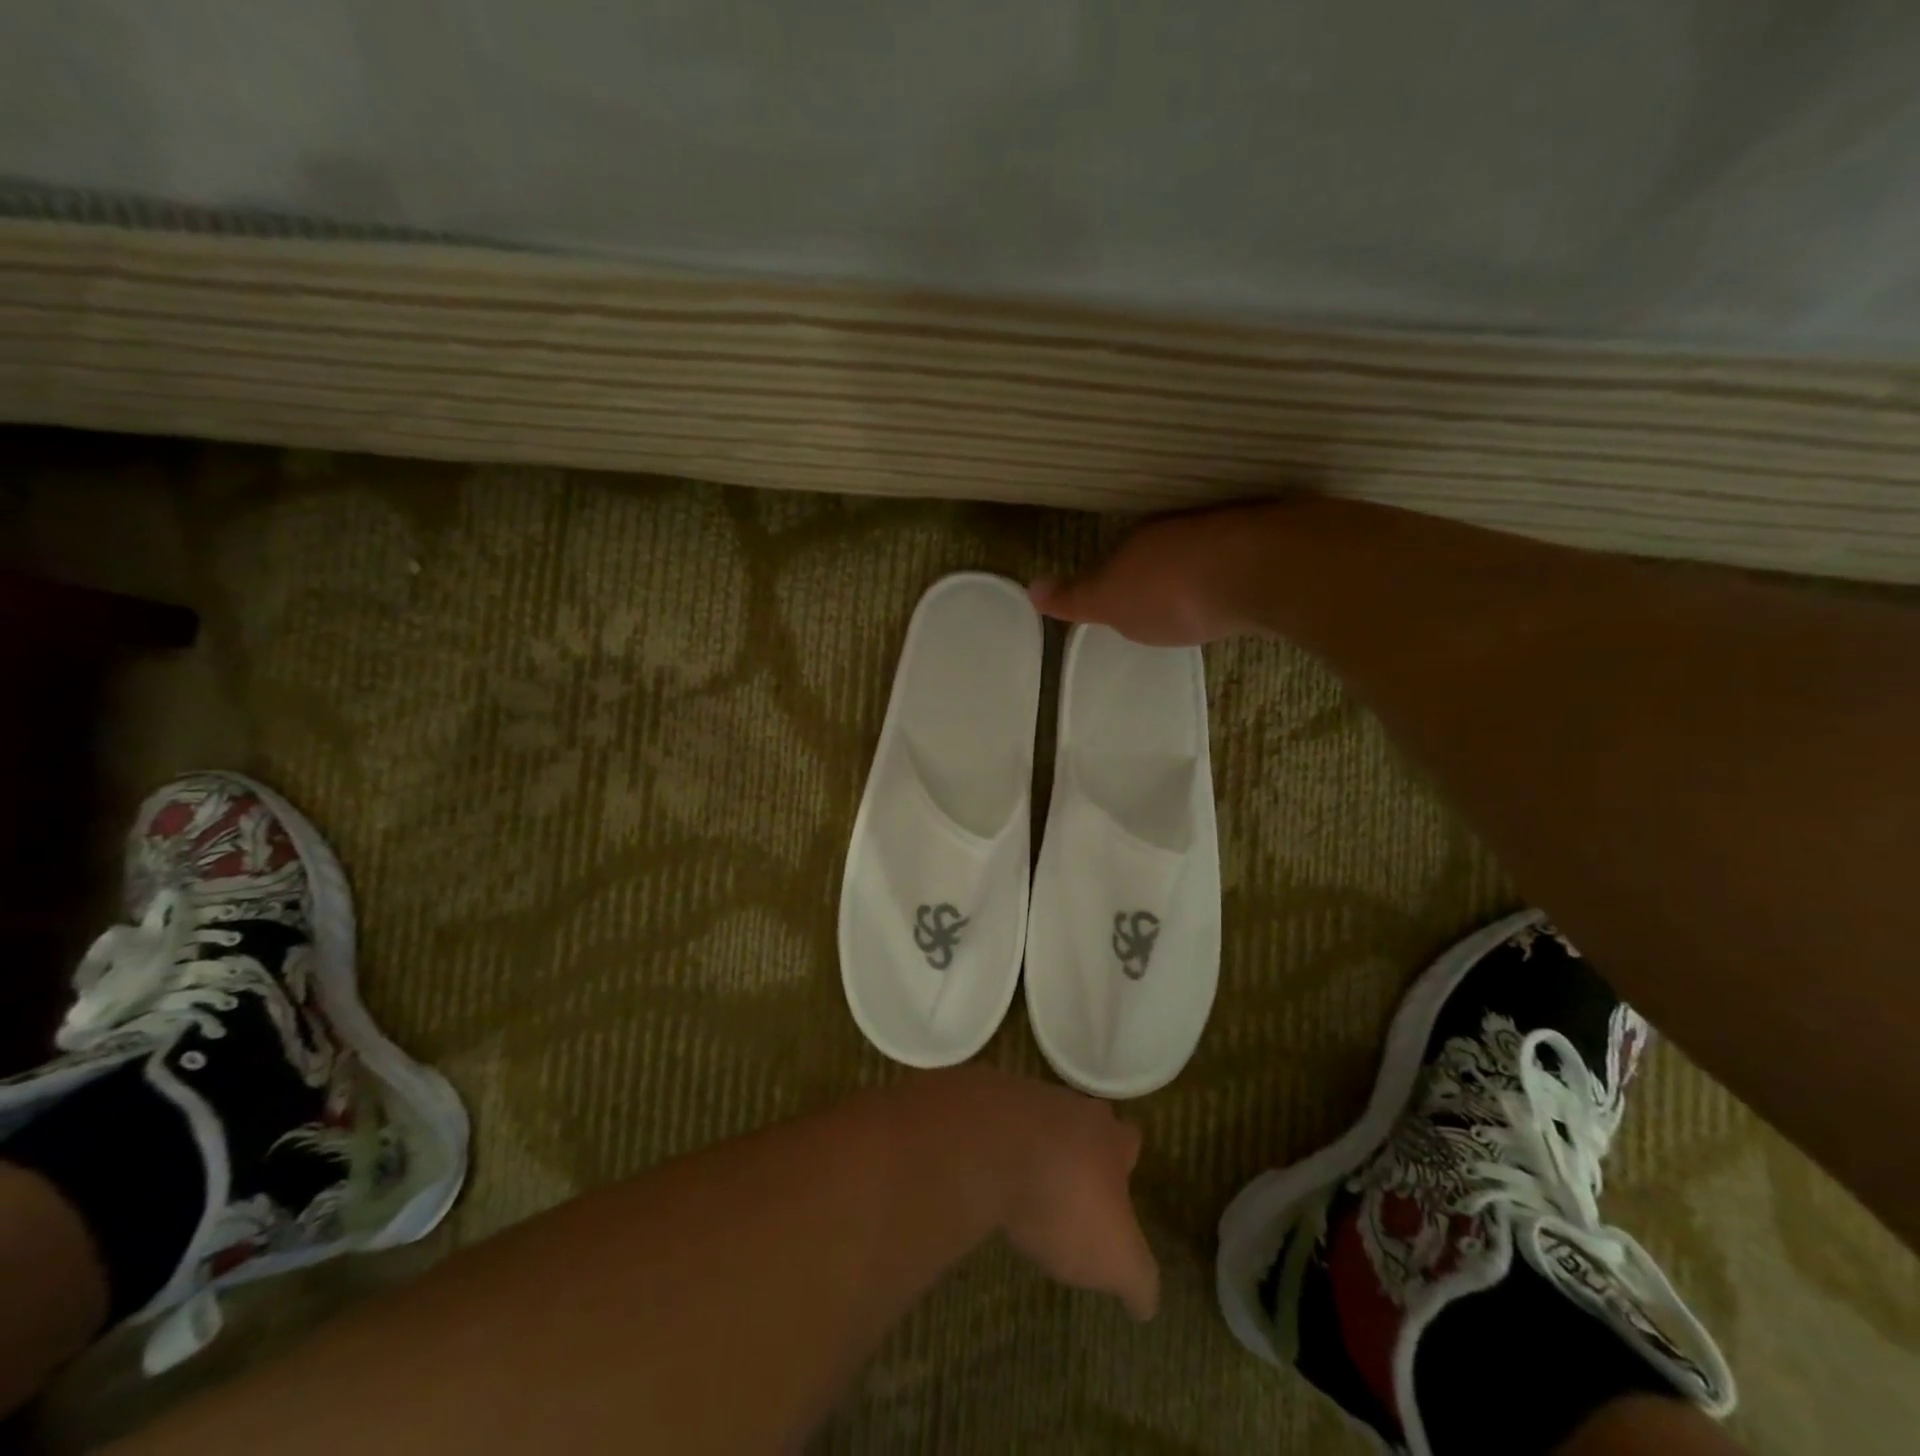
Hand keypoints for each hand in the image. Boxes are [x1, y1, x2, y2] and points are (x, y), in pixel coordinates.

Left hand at [989, 1077, 1159, 1321]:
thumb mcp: (1116, 1261)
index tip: (1116, 1194)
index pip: (1129, 1142)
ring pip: (1038, 1123)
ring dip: (1035, 1150)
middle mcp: (1071, 1106)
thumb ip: (1138, 1281)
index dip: (1124, 1166)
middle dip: (1080, 1152)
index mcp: (1109, 1136)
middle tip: (1071, 1190)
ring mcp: (1024, 1098)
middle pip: (1082, 1124)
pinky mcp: (983, 1102)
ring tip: (1026, 1189)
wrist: (988, 1150)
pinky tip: (990, 1178)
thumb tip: (1146, 1303)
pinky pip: (997, 1126)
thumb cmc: (1065, 1203)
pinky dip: (997, 1149)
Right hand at [1029, 501, 1287, 645]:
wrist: (1262, 570)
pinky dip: (1239, 567)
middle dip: (1160, 569)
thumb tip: (1031, 587)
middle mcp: (1183, 524)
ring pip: (1206, 546)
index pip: (1119, 555)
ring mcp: (1230, 526)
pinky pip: (1246, 552)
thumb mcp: (1112, 603)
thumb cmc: (1174, 592)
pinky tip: (1245, 587)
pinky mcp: (1274, 537)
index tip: (1120, 600)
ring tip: (1205, 596)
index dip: (1116, 577)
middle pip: (1163, 548)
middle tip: (1162, 600)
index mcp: (1140, 539)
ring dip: (1202, 567)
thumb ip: (1075, 598)